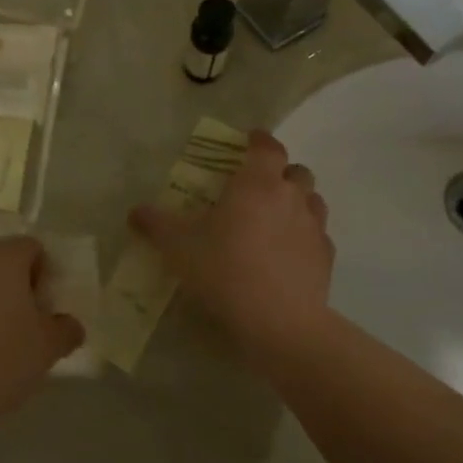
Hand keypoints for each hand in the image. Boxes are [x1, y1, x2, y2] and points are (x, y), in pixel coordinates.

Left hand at [0, 237, 81, 449]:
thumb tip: (70, 325)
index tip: (46, 306)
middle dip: (18, 281)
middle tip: (28, 318)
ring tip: (2, 332)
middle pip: (4, 258)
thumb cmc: (3, 358)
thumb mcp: (48, 347)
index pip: (33, 248)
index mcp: (4, 257)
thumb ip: (66, 328)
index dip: (45, 273)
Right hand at [130, 130, 334, 360]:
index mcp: (257, 183)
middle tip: (257, 186)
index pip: (268, 147)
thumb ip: (157, 225)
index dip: (259, 140)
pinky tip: (287, 253)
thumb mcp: (179, 247)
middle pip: (296, 171)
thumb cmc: (226, 270)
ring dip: (296, 201)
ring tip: (274, 218)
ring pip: (312, 201)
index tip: (249, 140)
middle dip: (280, 173)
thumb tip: (135, 211)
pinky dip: (305, 236)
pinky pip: (318, 236)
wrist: (280, 322)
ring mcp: (314, 228)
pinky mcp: (326, 258)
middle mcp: (291, 197)